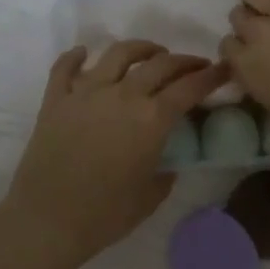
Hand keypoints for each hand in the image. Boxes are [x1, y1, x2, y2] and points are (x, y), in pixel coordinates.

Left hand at [0, 40, 223, 267]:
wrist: (47, 219)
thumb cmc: (105, 214)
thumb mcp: (151, 197)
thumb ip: (165, 171)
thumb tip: (165, 160)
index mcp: (151, 119)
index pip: (189, 87)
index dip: (211, 76)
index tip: (223, 70)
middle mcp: (122, 95)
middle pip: (159, 64)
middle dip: (183, 61)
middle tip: (194, 65)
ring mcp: (85, 93)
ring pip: (117, 54)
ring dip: (140, 49)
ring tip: (151, 53)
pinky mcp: (55, 100)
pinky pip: (65, 67)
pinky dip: (76, 56)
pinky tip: (83, 54)